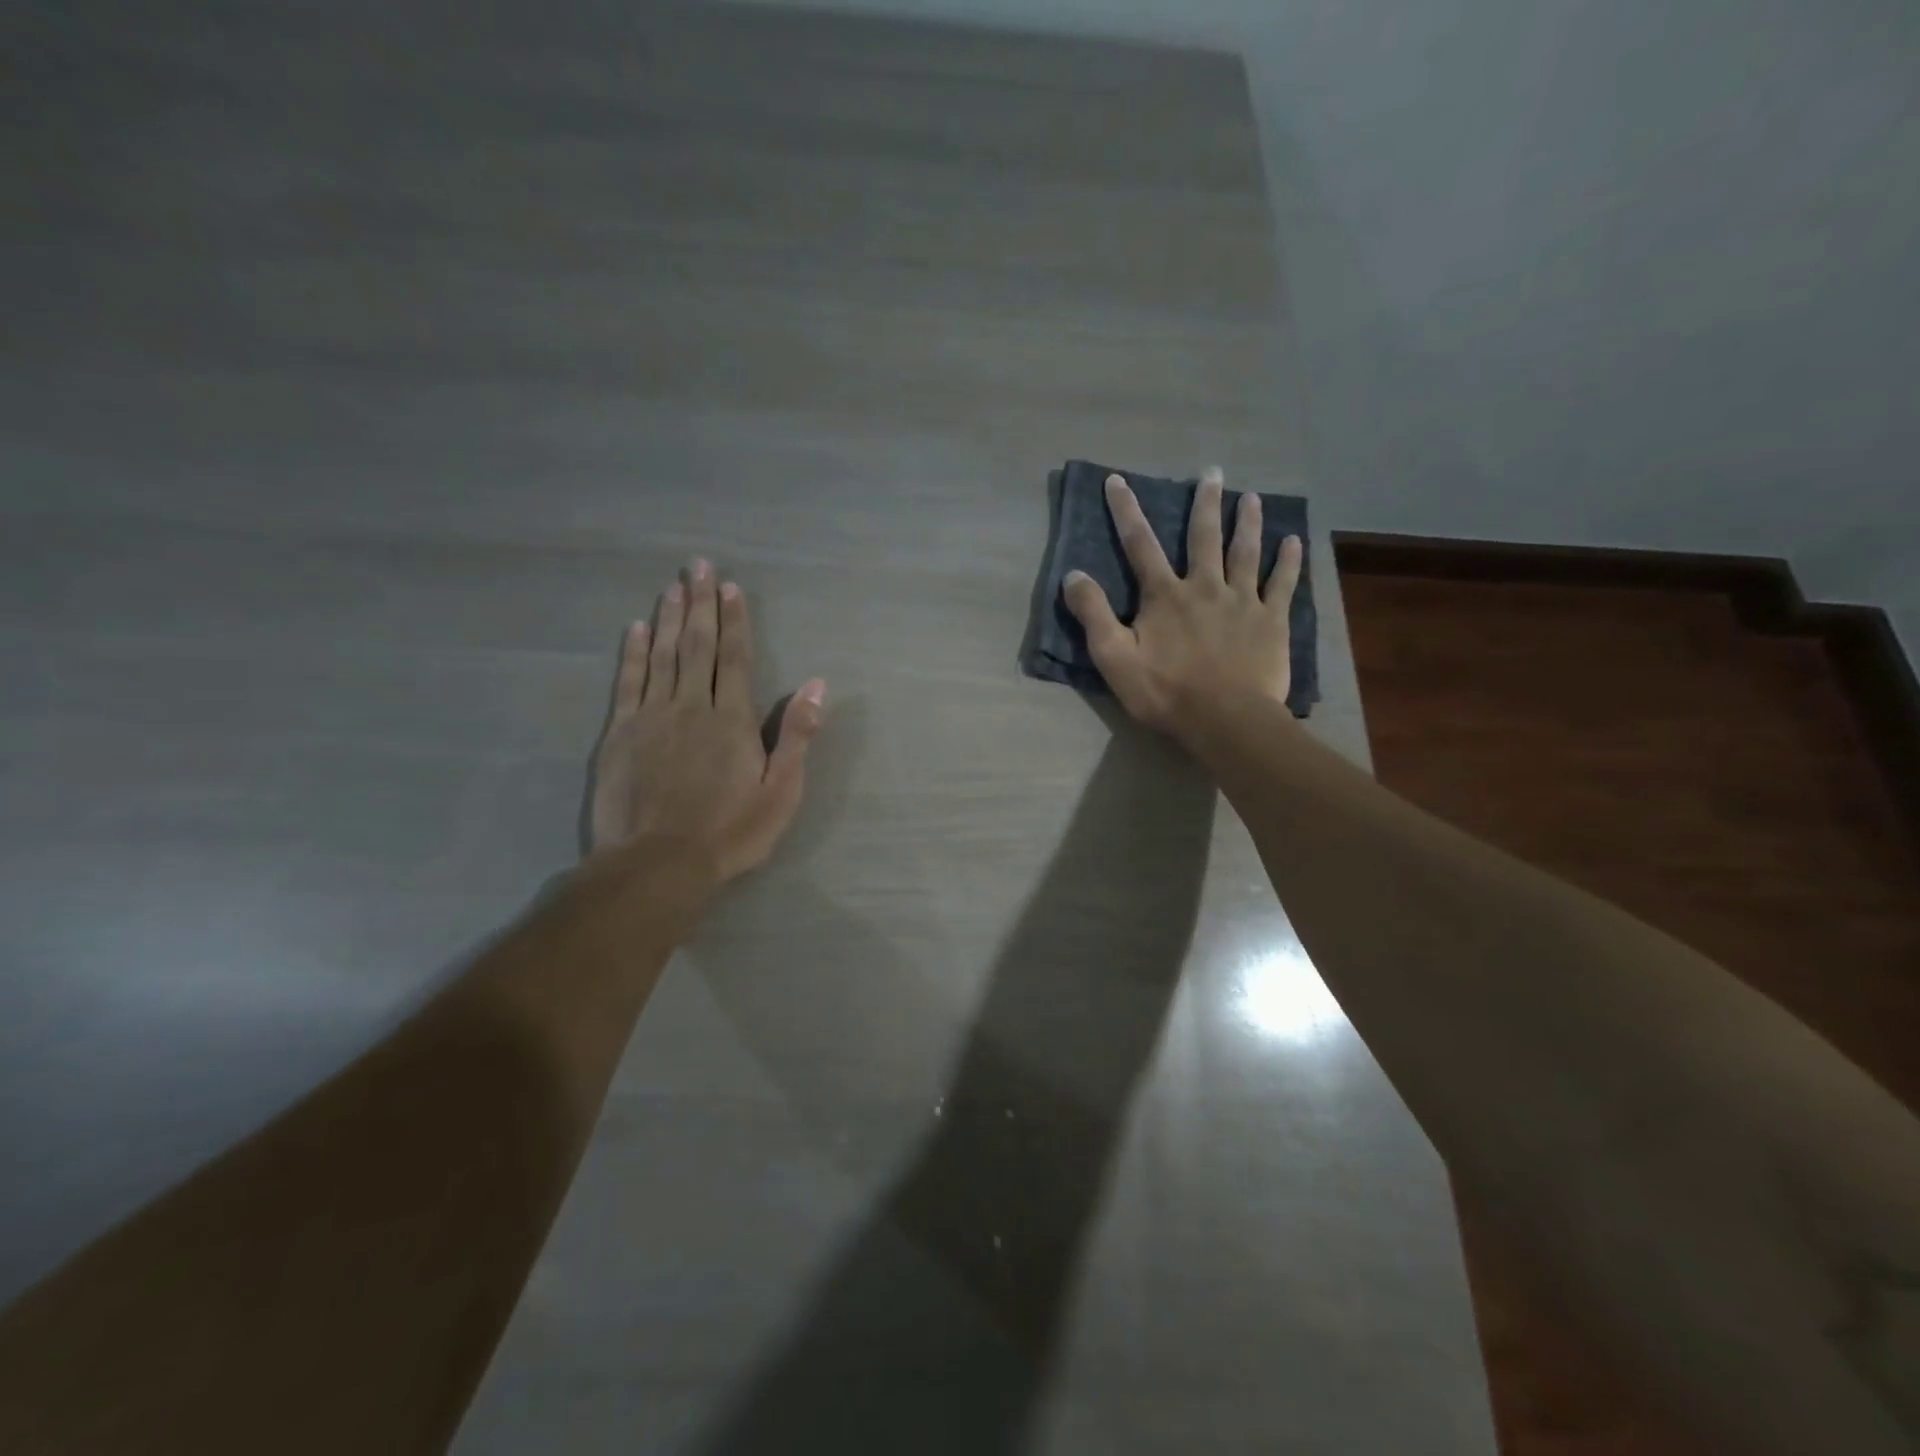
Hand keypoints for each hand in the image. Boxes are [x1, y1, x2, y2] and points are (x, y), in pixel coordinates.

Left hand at [589, 559, 825, 880]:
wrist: (657, 864)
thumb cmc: (730, 832)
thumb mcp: (781, 791)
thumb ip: (797, 735)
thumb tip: (818, 685)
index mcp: (731, 719)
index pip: (735, 658)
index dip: (734, 620)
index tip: (730, 587)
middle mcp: (691, 706)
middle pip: (698, 646)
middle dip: (700, 604)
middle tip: (697, 565)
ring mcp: (651, 717)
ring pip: (662, 656)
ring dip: (670, 618)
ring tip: (673, 586)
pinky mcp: (620, 734)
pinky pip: (628, 682)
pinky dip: (633, 653)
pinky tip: (637, 628)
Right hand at [1061, 467, 1301, 744]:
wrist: (1226, 720)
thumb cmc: (1165, 693)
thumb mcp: (1114, 659)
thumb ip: (1093, 615)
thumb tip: (1073, 575)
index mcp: (1165, 596)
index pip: (1139, 545)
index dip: (1126, 511)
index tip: (1117, 480)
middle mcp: (1205, 587)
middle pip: (1203, 537)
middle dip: (1204, 503)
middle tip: (1211, 473)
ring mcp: (1243, 601)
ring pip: (1245, 552)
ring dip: (1247, 523)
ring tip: (1252, 498)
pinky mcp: (1272, 621)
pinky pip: (1283, 584)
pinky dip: (1289, 562)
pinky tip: (1294, 542)